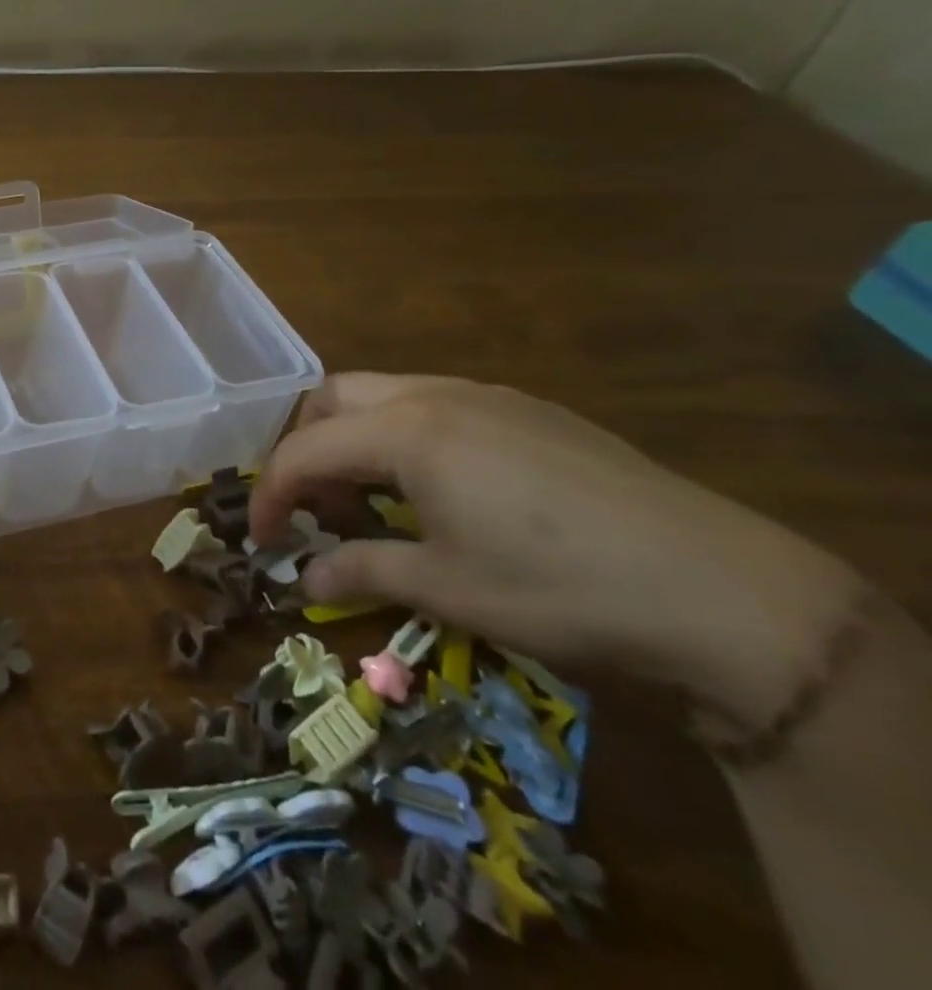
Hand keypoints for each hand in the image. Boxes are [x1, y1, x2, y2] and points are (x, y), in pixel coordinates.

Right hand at [248, 373, 863, 727]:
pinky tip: (437, 489)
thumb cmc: (561, 590)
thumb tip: (304, 577)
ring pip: (385, 395)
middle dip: (303, 446)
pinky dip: (404, 436)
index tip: (262, 541)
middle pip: (332, 398)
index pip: (304, 451)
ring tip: (369, 500)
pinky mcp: (530, 411)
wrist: (727, 595)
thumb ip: (362, 572)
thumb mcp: (448, 589)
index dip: (271, 495)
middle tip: (312, 505)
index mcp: (406, 431)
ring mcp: (488, 396)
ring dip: (353, 438)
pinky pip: (436, 404)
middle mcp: (437, 395)